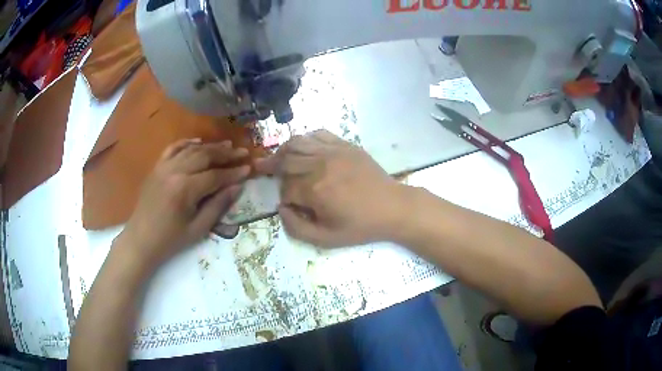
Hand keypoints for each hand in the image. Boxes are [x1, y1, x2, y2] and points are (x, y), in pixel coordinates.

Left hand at [119, 139, 249, 267]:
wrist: (141, 239)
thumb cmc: (170, 239)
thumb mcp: (198, 229)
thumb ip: (218, 205)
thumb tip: (238, 187)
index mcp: (185, 189)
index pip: (215, 175)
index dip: (233, 172)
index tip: (249, 168)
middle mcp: (174, 171)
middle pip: (204, 156)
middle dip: (225, 153)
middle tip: (242, 151)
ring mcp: (164, 167)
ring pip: (191, 149)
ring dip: (210, 146)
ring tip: (227, 144)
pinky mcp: (157, 167)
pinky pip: (172, 148)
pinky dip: (186, 142)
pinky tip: (198, 141)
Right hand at [256, 130, 406, 247]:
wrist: (393, 207)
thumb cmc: (360, 226)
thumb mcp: (327, 239)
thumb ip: (297, 228)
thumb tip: (280, 208)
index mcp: (315, 190)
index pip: (285, 188)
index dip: (283, 196)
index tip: (288, 204)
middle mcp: (319, 165)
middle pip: (285, 160)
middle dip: (271, 165)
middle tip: (262, 168)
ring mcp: (333, 151)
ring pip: (298, 142)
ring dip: (283, 149)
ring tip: (277, 156)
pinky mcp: (345, 145)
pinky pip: (318, 134)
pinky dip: (305, 138)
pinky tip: (303, 147)